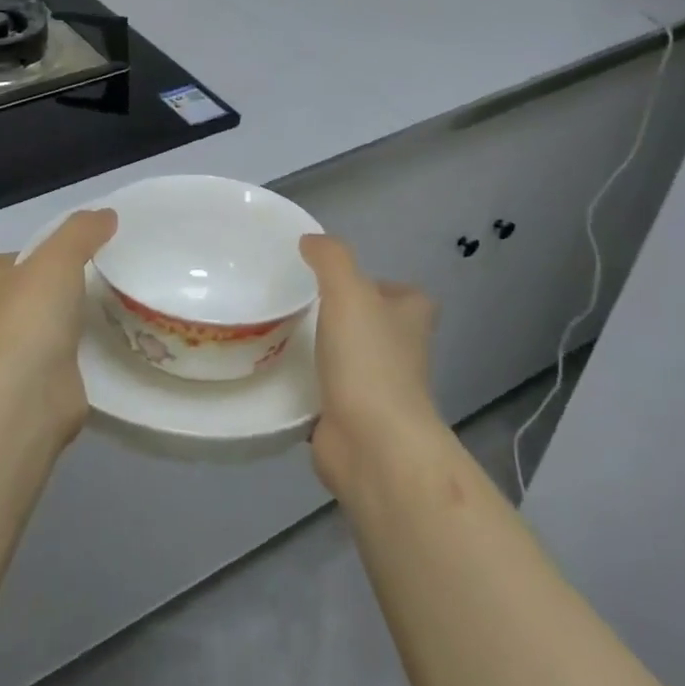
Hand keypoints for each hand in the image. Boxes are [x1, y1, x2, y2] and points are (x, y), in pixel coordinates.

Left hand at [0, 209, 117, 447]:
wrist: (29, 390)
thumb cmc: (31, 314)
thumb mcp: (60, 256)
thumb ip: (83, 231)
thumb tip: (106, 216)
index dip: (12, 260)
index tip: (45, 257)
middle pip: (14, 297)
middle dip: (43, 290)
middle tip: (85, 278)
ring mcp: (7, 356)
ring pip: (35, 329)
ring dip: (61, 322)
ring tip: (103, 307)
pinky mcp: (33, 383)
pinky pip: (57, 358)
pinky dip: (76, 352)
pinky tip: (105, 343)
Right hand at [300, 234, 440, 495]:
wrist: (372, 444)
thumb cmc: (369, 360)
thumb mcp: (349, 292)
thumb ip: (331, 259)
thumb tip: (310, 241)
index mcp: (410, 321)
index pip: (406, 295)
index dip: (380, 285)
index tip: (342, 281)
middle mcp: (401, 354)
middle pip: (376, 327)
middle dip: (345, 318)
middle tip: (300, 302)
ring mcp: (378, 391)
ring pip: (350, 361)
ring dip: (323, 351)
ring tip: (280, 332)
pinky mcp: (351, 419)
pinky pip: (325, 393)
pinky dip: (305, 386)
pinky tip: (274, 371)